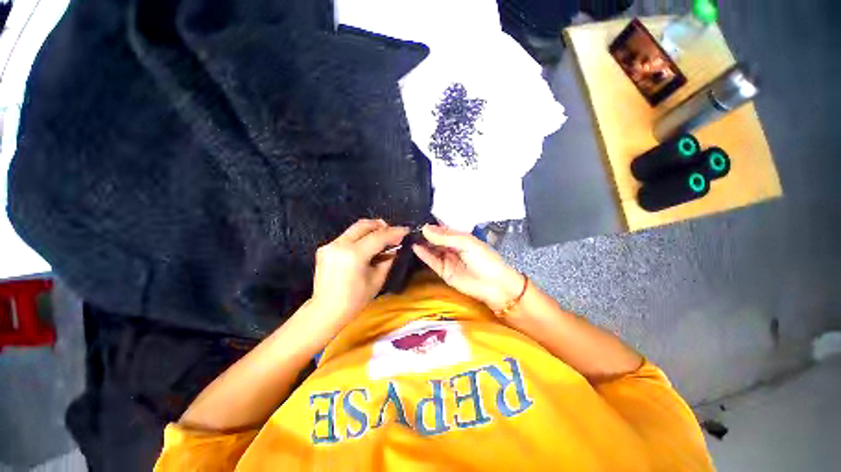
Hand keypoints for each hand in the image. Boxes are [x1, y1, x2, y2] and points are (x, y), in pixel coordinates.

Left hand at [311, 219, 408, 327]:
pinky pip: (346, 237)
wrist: (325, 311)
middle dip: (381, 225)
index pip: (378, 237)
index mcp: (353, 255)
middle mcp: (339, 245)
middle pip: (363, 225)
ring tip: (381, 238)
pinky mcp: (324, 249)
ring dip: (370, 230)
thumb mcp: (377, 280)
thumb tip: (393, 248)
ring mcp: (329, 245)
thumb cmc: (354, 300)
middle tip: (392, 232)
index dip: (394, 232)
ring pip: (354, 229)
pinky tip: (366, 247)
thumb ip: (387, 260)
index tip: (405, 230)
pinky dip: (359, 238)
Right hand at [412, 225, 524, 311]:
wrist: (493, 285)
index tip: (417, 219)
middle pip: (435, 239)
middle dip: (425, 234)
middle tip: (409, 227)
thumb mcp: (466, 243)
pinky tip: (415, 247)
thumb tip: (425, 229)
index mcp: (460, 237)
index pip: (443, 229)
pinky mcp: (443, 271)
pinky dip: (423, 255)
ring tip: (408, 236)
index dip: (432, 225)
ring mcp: (447, 259)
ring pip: (432, 249)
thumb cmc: (484, 259)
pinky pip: (431, 261)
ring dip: (422, 243)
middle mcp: (451, 247)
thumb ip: (445, 237)